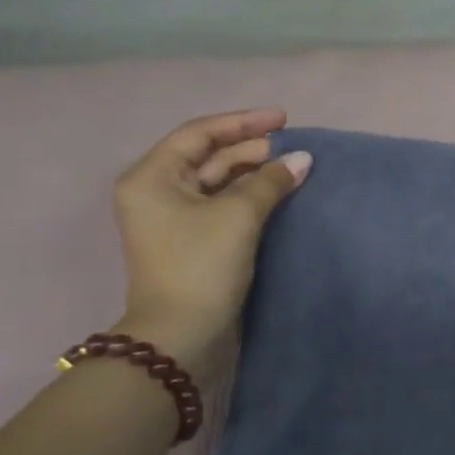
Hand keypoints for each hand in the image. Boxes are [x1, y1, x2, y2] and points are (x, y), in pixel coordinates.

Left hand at [111, 109, 310, 381]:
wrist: (182, 335)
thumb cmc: (201, 265)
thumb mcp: (238, 216)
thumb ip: (270, 181)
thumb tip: (302, 159)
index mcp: (152, 177)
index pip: (200, 133)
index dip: (244, 123)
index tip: (284, 120)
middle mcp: (158, 192)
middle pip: (210, 157)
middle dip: (253, 150)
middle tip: (295, 149)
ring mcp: (175, 219)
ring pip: (219, 182)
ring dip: (255, 173)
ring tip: (294, 168)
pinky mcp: (194, 241)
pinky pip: (224, 205)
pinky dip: (251, 196)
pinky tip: (280, 193)